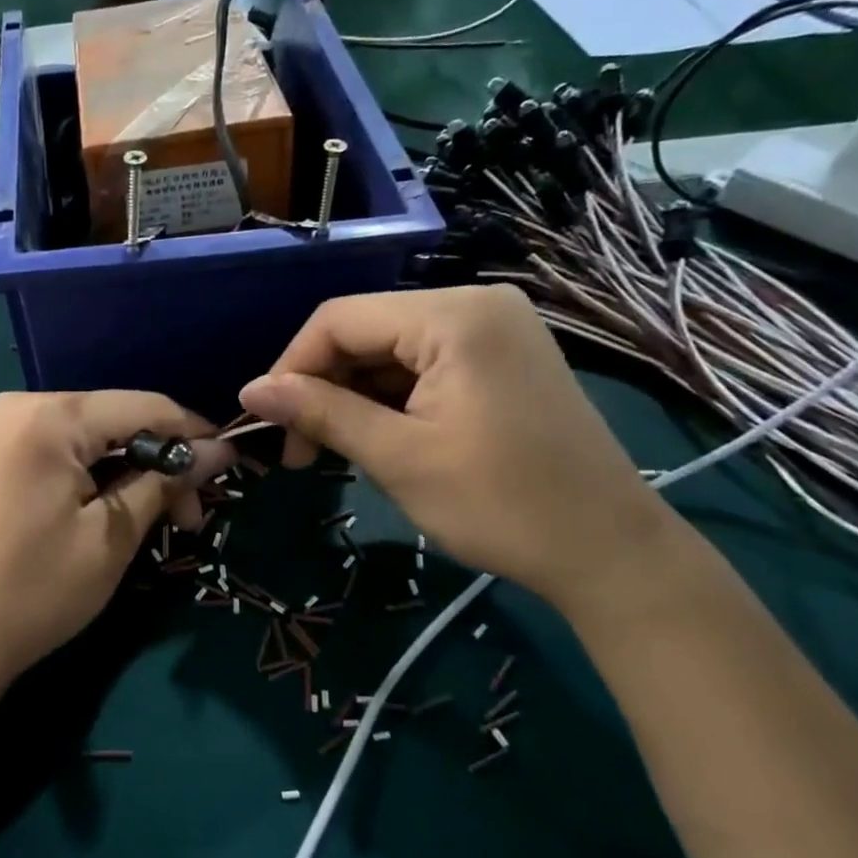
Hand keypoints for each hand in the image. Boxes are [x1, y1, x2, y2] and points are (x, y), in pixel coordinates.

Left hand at [0, 391, 234, 705]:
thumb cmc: (36, 590)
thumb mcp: (112, 536)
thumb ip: (166, 481)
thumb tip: (221, 450)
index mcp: (50, 416)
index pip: (144, 406)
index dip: (194, 434)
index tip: (232, 468)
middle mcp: (23, 406)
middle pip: (118, 419)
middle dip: (162, 462)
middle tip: (193, 517)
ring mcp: (5, 429)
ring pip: (95, 437)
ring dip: (134, 473)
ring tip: (164, 522)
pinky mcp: (0, 455)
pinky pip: (66, 451)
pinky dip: (99, 476)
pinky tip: (120, 509)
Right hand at [238, 286, 681, 617]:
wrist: (608, 552)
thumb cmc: (500, 504)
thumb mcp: (397, 457)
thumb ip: (320, 413)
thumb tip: (249, 391)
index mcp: (453, 316)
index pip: (339, 320)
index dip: (291, 367)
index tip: (266, 423)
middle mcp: (475, 305)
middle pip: (364, 332)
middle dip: (321, 387)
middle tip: (297, 450)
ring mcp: (494, 331)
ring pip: (389, 352)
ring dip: (351, 398)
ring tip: (331, 451)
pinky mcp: (501, 359)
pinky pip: (423, 366)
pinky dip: (388, 401)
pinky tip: (374, 438)